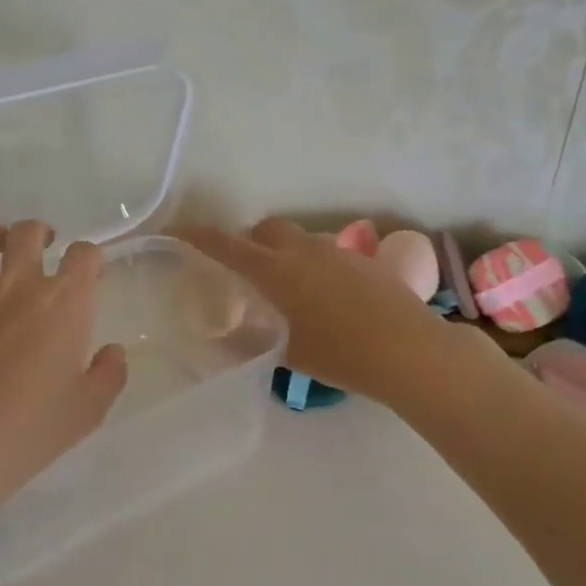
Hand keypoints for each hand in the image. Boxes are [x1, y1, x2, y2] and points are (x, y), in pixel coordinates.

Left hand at [0, 220, 128, 507]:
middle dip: (41, 234)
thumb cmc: (25, 431)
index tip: (90, 274)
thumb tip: (112, 350)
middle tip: (44, 250)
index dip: (91, 258)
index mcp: (63, 303)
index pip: (84, 255)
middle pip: (29, 232)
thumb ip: (109, 375)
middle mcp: (17, 283)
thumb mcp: (87, 412)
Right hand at [180, 218, 468, 404]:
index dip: (197, 236)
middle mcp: (303, 251)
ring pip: (298, 240)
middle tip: (243, 271)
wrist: (409, 350)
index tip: (176, 230)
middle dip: (248, 242)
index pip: (225, 245)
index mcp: (275, 271)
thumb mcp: (288, 353)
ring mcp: (336, 251)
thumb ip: (252, 339)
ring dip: (283, 253)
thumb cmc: (341, 355)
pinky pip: (326, 253)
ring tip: (287, 290)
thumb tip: (229, 334)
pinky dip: (312, 265)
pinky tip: (324, 299)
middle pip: (265, 230)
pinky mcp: (363, 261)